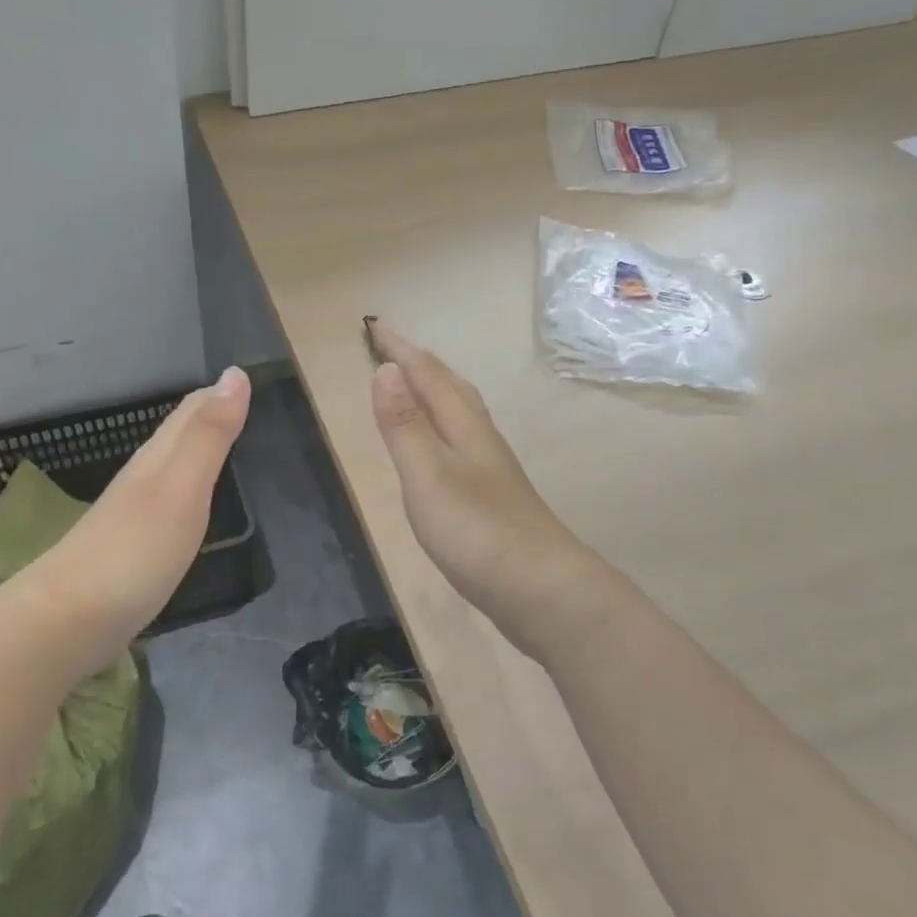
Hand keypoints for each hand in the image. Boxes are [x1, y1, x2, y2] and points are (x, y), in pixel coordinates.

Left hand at [11, 367, 250, 677]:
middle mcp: (140, 480)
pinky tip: (182, 505)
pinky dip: (180, 492)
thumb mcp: (182, 487)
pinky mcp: (126, 552)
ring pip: (166, 469)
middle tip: (232, 402)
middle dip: (203, 415)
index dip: (214, 394)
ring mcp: (129, 517)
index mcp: (156, 460)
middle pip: (174, 437)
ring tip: (214, 444)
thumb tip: (234, 374)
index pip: (188, 414)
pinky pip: (161, 506)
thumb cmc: (135, 550)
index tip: (239, 379)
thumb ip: (209, 435)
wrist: (67, 619)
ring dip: (190, 451)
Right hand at [368, 323, 596, 648]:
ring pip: (460, 414)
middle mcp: (480, 439)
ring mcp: (490, 470)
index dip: (400, 350)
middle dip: (419, 363)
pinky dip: (442, 427)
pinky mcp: (492, 498)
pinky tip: (440, 448)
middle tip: (391, 348)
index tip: (375, 326)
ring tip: (413, 387)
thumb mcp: (428, 474)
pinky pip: (460, 443)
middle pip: (451, 387)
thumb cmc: (477, 530)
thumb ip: (405, 425)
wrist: (541, 590)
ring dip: (434, 392)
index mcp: (464, 427)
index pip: (428, 375)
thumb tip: (385, 369)